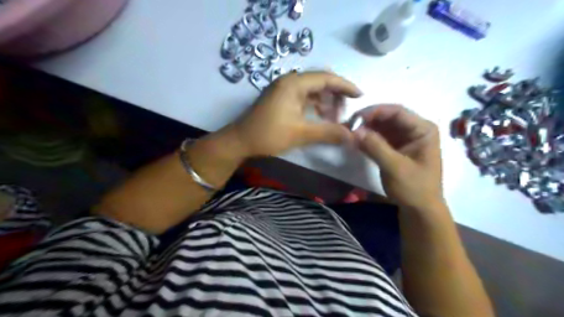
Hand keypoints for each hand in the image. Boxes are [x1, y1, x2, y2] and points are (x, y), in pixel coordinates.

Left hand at [227, 70, 360, 156]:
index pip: (326, 78)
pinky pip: (303, 98)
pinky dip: (314, 106)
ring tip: (334, 119)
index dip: (345, 86)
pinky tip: (320, 118)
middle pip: (320, 82)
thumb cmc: (268, 134)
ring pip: (312, 91)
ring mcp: (284, 90)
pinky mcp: (281, 99)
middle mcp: (289, 81)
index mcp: (294, 84)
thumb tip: (352, 136)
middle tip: (345, 113)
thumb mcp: (300, 134)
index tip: (360, 96)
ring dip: (325, 102)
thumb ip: (328, 133)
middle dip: (335, 96)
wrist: (240, 141)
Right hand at [351, 103, 445, 210]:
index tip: (356, 118)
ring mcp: (404, 139)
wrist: (419, 210)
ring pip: (382, 127)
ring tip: (350, 132)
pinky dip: (367, 138)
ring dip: (366, 128)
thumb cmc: (414, 188)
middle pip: (388, 117)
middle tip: (349, 125)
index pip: (397, 112)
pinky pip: (379, 138)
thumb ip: (375, 147)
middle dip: (369, 120)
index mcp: (423, 130)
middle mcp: (414, 130)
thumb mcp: (395, 167)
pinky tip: (356, 140)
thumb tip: (354, 130)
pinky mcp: (395, 148)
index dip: (375, 111)